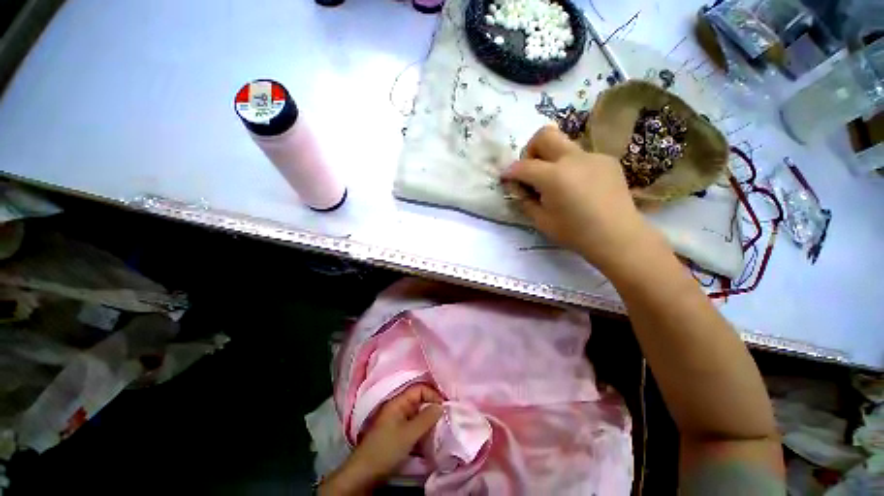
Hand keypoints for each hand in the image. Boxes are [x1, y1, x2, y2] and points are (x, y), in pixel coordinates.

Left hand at [319, 385, 443, 495]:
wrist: (364, 474)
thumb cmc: (386, 449)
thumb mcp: (408, 433)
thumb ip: (426, 418)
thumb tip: (441, 405)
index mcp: (398, 402)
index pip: (419, 389)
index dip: (432, 394)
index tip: (445, 407)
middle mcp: (398, 407)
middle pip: (419, 400)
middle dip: (432, 407)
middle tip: (445, 417)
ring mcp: (397, 421)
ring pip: (417, 414)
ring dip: (428, 419)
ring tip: (441, 427)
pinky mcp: (397, 434)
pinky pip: (414, 425)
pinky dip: (423, 429)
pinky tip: (430, 437)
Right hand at [502, 125, 652, 270]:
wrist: (618, 236)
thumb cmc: (575, 233)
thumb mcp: (541, 221)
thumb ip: (525, 200)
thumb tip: (517, 187)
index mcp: (554, 177)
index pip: (523, 166)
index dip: (510, 172)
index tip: (505, 178)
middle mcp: (573, 159)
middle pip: (544, 135)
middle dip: (530, 149)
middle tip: (531, 170)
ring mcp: (593, 156)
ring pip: (564, 144)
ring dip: (551, 158)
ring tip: (556, 182)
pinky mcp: (607, 160)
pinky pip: (580, 156)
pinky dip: (571, 166)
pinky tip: (578, 186)